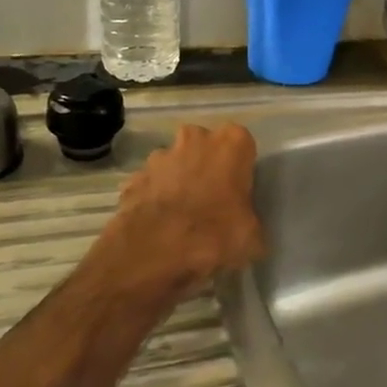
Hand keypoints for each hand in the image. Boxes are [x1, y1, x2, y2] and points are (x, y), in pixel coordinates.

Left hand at [108, 123, 263, 296]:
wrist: (155, 249)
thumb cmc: (215, 232)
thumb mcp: (252, 236)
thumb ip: (251, 222)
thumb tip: (248, 232)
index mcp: (231, 142)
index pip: (243, 145)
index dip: (241, 169)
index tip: (239, 192)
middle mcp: (196, 137)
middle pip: (206, 148)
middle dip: (207, 167)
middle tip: (212, 201)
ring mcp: (161, 155)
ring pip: (176, 164)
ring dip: (179, 181)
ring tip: (182, 217)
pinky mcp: (134, 176)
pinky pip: (151, 185)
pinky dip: (155, 199)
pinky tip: (159, 225)